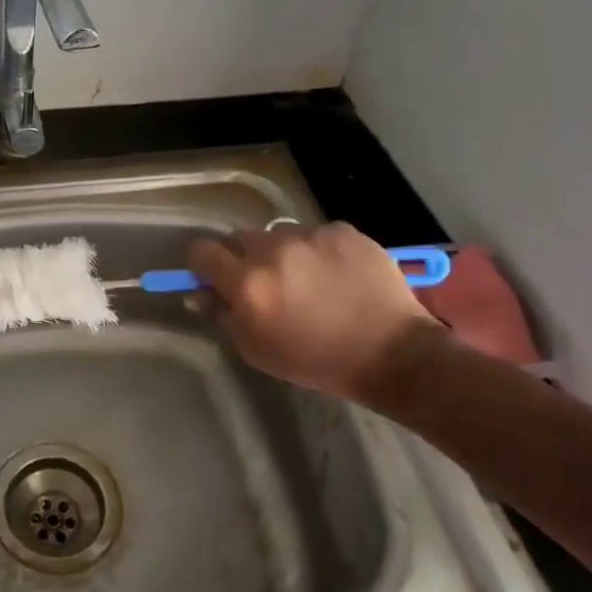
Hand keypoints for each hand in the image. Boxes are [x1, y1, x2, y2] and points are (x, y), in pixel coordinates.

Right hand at [187, 224, 440, 399]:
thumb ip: (223, 315)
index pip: (201, 251)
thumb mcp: (257, 350)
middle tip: (264, 283)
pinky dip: (317, 251)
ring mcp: (310, 235)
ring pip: (278, 235)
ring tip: (307, 280)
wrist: (392, 353)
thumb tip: (199, 293)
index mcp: (247, 281)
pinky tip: (336, 275)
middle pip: (239, 238)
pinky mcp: (342, 231)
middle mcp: (273, 249)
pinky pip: (315, 234)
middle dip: (243, 257)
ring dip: (281, 253)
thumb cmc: (316, 360)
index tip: (214, 278)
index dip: (204, 265)